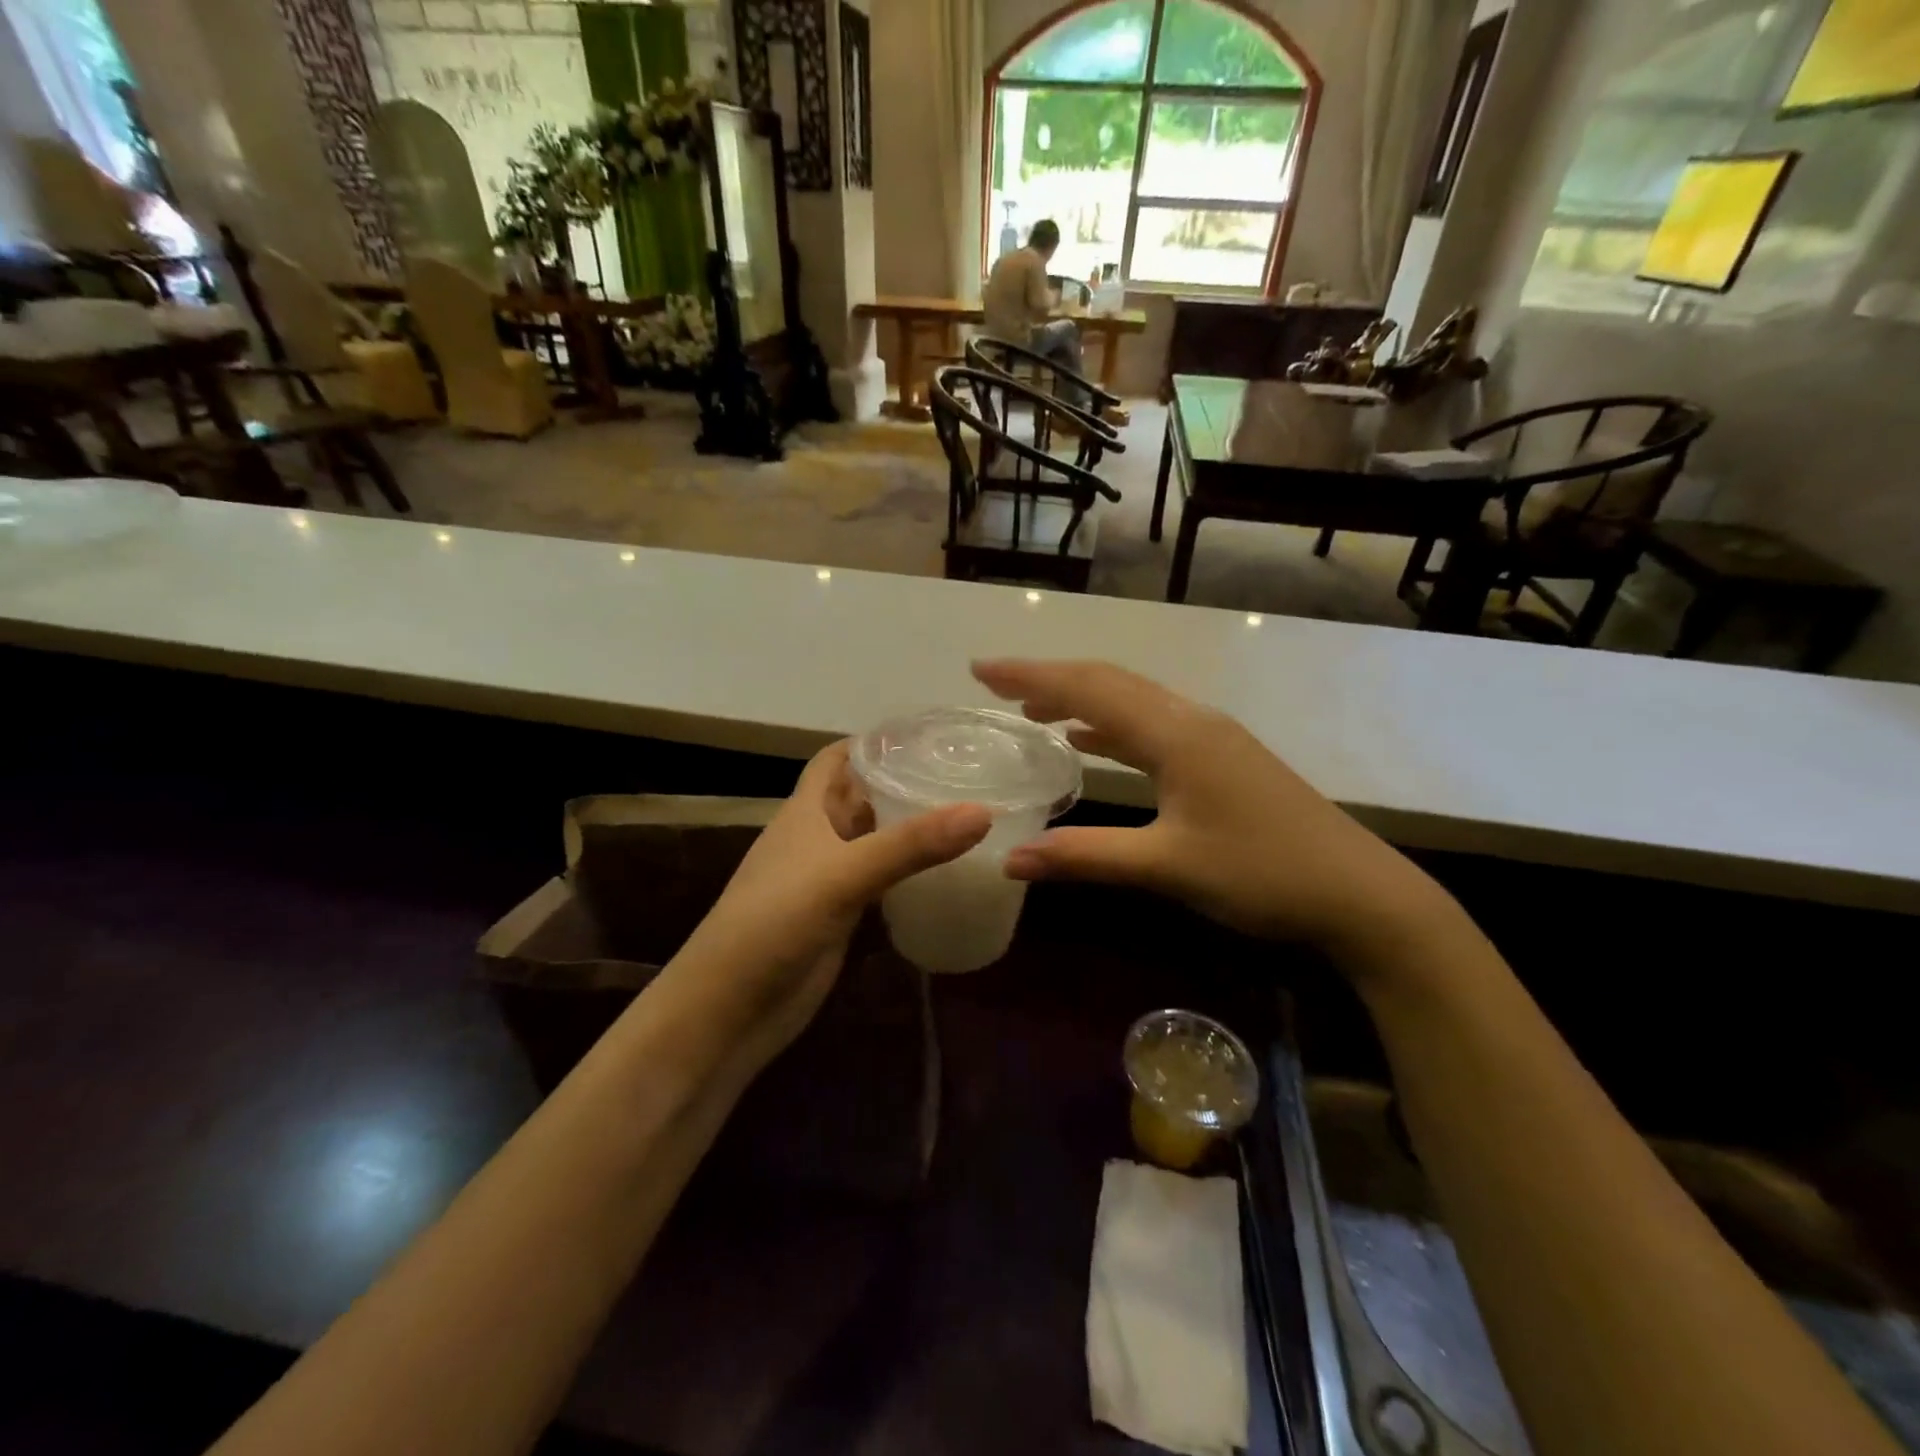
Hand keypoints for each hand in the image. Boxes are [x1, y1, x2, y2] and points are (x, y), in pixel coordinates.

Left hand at [666, 742, 990, 1077]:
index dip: (874, 742)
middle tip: (966, 773)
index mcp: (806, 811)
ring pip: (874, 840)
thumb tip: (983, 812)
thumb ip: (910, 844)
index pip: (838, 758)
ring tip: (968, 813)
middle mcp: (818, 837)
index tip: (928, 734)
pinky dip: (908, 872)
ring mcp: (829, 879)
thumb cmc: (774, 923)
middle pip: (862, 797)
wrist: (729, 1010)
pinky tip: (946, 871)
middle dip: (903, 782)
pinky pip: (880, 881)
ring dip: (909, 828)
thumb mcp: (843, 875)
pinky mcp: (841, 916)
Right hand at [973, 659, 1454, 960]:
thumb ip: (1085, 857)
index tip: (980, 670)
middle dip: (1048, 678)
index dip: (1030, 677)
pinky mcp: (1221, 757)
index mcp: (1175, 733)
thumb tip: (1010, 859)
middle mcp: (1191, 720)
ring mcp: (1211, 736)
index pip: (1088, 689)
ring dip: (1080, 699)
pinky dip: (1111, 725)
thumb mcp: (1166, 867)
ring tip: (1031, 711)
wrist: (1358, 892)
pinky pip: (1152, 725)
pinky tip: (1090, 741)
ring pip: (1132, 701)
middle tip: (994, 684)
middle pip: (1108, 682)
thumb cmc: (1261, 874)